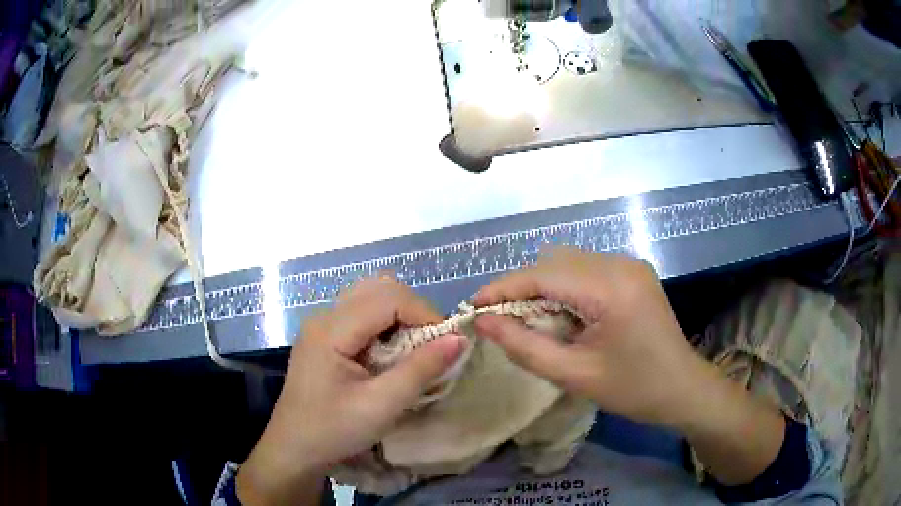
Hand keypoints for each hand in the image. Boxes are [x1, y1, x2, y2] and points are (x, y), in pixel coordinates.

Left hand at [238, 277, 465, 504]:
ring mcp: (322, 325)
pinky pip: (362, 313)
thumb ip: (421, 369)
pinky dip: (386, 324)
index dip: (425, 314)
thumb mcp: (382, 405)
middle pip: (380, 288)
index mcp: (332, 329)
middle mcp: (325, 316)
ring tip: (413, 349)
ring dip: (400, 316)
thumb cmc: (334, 431)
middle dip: (414, 311)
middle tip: (431, 346)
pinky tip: (390, 353)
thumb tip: (459, 339)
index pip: (389, 298)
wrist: (295, 449)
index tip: (448, 344)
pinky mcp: (325, 337)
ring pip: (371, 296)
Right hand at [474, 249, 785, 485]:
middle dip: (522, 288)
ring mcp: (630, 264)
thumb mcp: (574, 375)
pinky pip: (586, 269)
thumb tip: (484, 321)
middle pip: (554, 262)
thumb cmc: (633, 389)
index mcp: (610, 288)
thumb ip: (524, 346)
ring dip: (544, 287)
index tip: (473, 307)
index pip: (543, 274)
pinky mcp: (633, 272)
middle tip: (503, 322)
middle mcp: (620, 263)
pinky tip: (565, 316)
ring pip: (568, 262)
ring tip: (534, 322)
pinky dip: (565, 287)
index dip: (503, 287)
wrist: (683, 388)